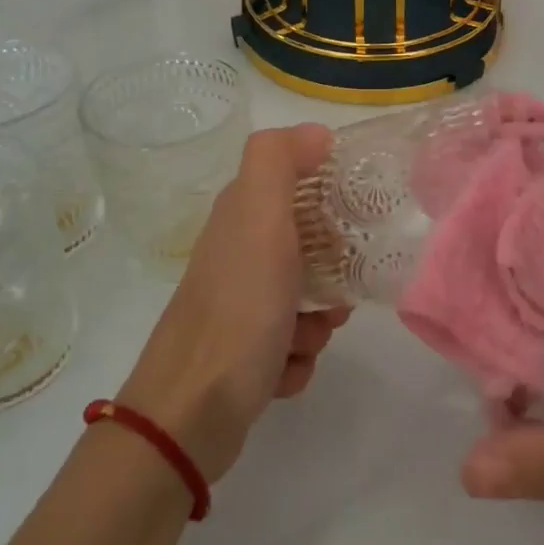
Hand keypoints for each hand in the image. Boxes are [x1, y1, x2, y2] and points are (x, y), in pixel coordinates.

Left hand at [119, 124, 350, 482]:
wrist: (191, 412)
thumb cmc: (238, 309)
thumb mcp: (260, 218)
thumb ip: (279, 162)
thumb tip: (316, 131)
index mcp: (240, 218)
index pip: (294, 185)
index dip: (328, 197)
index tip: (352, 217)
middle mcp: (237, 257)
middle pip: (306, 247)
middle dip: (331, 272)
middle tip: (338, 289)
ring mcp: (238, 308)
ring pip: (304, 300)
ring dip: (317, 322)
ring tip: (304, 338)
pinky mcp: (242, 354)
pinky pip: (292, 344)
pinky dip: (297, 358)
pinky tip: (283, 370)